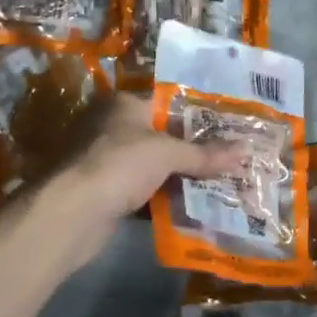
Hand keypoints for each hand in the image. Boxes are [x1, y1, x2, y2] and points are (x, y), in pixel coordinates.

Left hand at [52, 92, 245, 233]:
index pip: (167, 103)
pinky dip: (162, 198)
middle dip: (192, 149)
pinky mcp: (103, 192)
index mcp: (122, 105)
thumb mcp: (167, 154)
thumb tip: (246, 150)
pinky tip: (191, 206)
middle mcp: (110, 127)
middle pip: (160, 136)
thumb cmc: (119, 164)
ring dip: (179, 176)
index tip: (228, 126)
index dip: (197, 115)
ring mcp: (104, 161)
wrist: (70, 214)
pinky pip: (142, 191)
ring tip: (220, 181)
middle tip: (230, 156)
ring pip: (152, 166)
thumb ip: (205, 154)